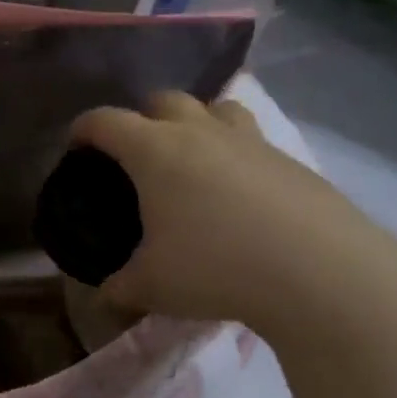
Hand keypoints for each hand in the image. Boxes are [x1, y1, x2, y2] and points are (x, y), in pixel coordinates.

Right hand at [70, 91, 396, 339]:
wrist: (321, 273)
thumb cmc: (216, 268)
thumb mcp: (153, 286)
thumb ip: (120, 288)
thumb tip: (104, 298)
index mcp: (155, 150)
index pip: (105, 121)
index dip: (83, 129)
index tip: (75, 147)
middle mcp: (200, 132)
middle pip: (163, 99)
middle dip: (141, 117)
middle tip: (136, 154)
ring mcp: (250, 141)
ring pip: (216, 108)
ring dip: (196, 122)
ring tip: (193, 158)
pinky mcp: (291, 161)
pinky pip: (252, 140)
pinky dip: (235, 153)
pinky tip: (240, 194)